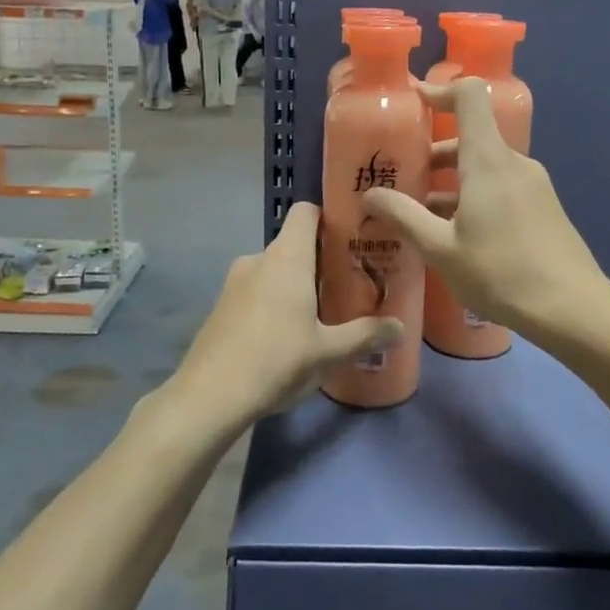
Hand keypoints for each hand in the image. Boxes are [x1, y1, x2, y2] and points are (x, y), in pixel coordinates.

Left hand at [171, 202, 399, 426]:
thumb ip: (366, 335)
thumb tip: (400, 327)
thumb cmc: (277, 361)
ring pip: (273, 270)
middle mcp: (258, 259)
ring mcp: (234, 283)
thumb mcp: (329, 353)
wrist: (208, 397)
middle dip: (320, 259)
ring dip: (295, 283)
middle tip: (348, 282)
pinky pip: (255, 290)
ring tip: (321, 312)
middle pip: (293, 243)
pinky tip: (285, 335)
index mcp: (287, 258)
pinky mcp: (221, 307)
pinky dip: (273, 301)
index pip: (305, 212)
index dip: (328, 216)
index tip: (352, 235)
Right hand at [362, 78, 608, 335]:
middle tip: (401, 174)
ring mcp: (533, 184)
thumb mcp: (440, 249)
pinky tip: (454, 231)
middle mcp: (513, 162)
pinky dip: (473, 194)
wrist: (572, 309)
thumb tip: (370, 194)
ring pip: (484, 165)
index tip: (412, 104)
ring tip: (419, 210)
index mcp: (488, 160)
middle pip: (471, 135)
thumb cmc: (500, 272)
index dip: (440, 91)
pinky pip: (501, 185)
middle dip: (433, 150)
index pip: (469, 97)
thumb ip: (403, 216)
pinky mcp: (542, 207)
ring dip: (451, 178)